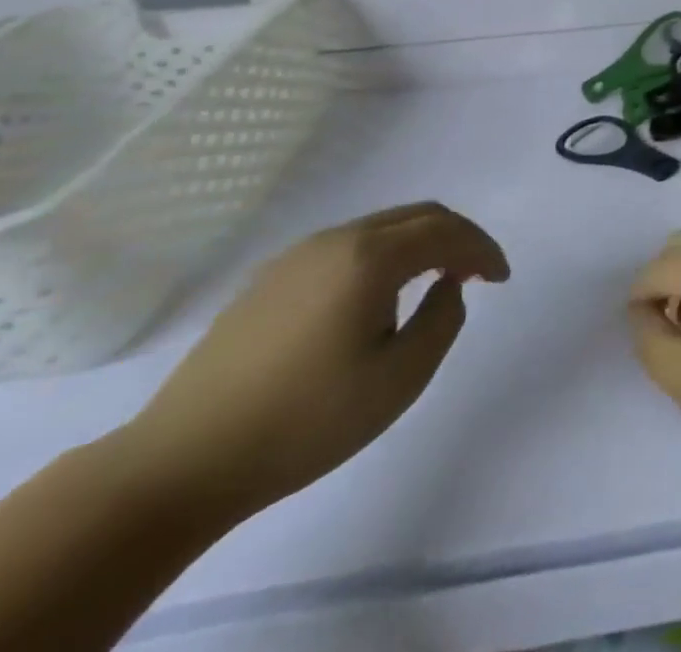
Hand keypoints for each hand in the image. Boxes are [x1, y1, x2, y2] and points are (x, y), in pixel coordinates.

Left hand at [117, 202, 509, 520]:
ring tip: (433, 282)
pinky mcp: (268, 280)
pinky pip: (347, 247)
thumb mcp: (400, 378)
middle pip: (418, 216)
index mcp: (371, 257)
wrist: (179, 465)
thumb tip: (446, 285)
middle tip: (477, 273)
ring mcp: (296, 257)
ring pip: (381, 228)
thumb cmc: (305, 421)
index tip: (501, 279)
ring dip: (420, 244)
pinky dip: (382, 256)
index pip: (448, 232)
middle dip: (457, 238)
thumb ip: (443, 318)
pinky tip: (377, 296)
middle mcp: (337, 240)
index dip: (484, 250)